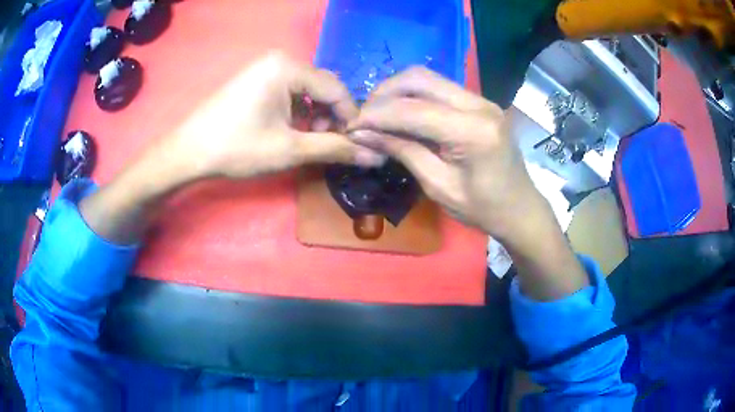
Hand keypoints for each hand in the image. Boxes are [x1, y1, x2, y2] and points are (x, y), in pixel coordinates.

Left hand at [164, 51, 383, 180]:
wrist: (189, 152)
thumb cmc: (237, 148)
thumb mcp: (290, 150)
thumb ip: (335, 149)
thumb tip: (376, 157)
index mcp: (288, 67)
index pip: (336, 89)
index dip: (351, 118)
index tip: (357, 145)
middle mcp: (280, 60)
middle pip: (322, 88)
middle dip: (331, 117)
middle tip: (328, 145)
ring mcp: (266, 69)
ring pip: (306, 91)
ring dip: (315, 117)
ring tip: (307, 141)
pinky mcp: (256, 80)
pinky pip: (289, 93)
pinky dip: (297, 113)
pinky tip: (290, 132)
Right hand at [348, 67, 587, 299]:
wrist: (520, 208)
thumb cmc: (483, 209)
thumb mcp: (438, 185)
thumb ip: (403, 151)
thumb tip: (363, 132)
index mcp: (472, 131)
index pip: (413, 110)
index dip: (376, 115)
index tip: (351, 125)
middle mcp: (478, 104)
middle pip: (419, 78)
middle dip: (384, 93)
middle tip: (364, 116)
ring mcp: (481, 99)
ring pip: (428, 78)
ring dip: (398, 90)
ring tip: (379, 113)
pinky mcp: (479, 102)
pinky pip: (439, 88)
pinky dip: (415, 95)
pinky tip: (402, 112)